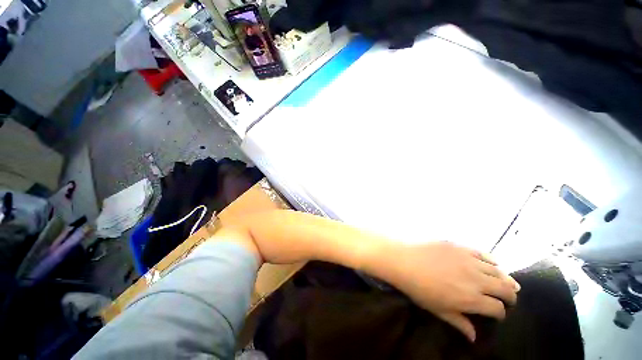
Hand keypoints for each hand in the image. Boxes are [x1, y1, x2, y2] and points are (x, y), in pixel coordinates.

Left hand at [375, 241, 519, 341]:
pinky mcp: (460, 247)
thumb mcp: (438, 310)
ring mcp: (469, 260)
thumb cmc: (418, 288)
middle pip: (504, 289)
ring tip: (506, 282)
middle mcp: (476, 279)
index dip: (500, 313)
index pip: (497, 309)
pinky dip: (492, 260)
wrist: (403, 260)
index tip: (496, 313)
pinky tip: (494, 263)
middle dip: (509, 296)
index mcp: (472, 299)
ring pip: (498, 271)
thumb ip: (459, 323)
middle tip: (508, 298)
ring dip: (504, 278)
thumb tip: (474, 338)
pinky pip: (483, 253)